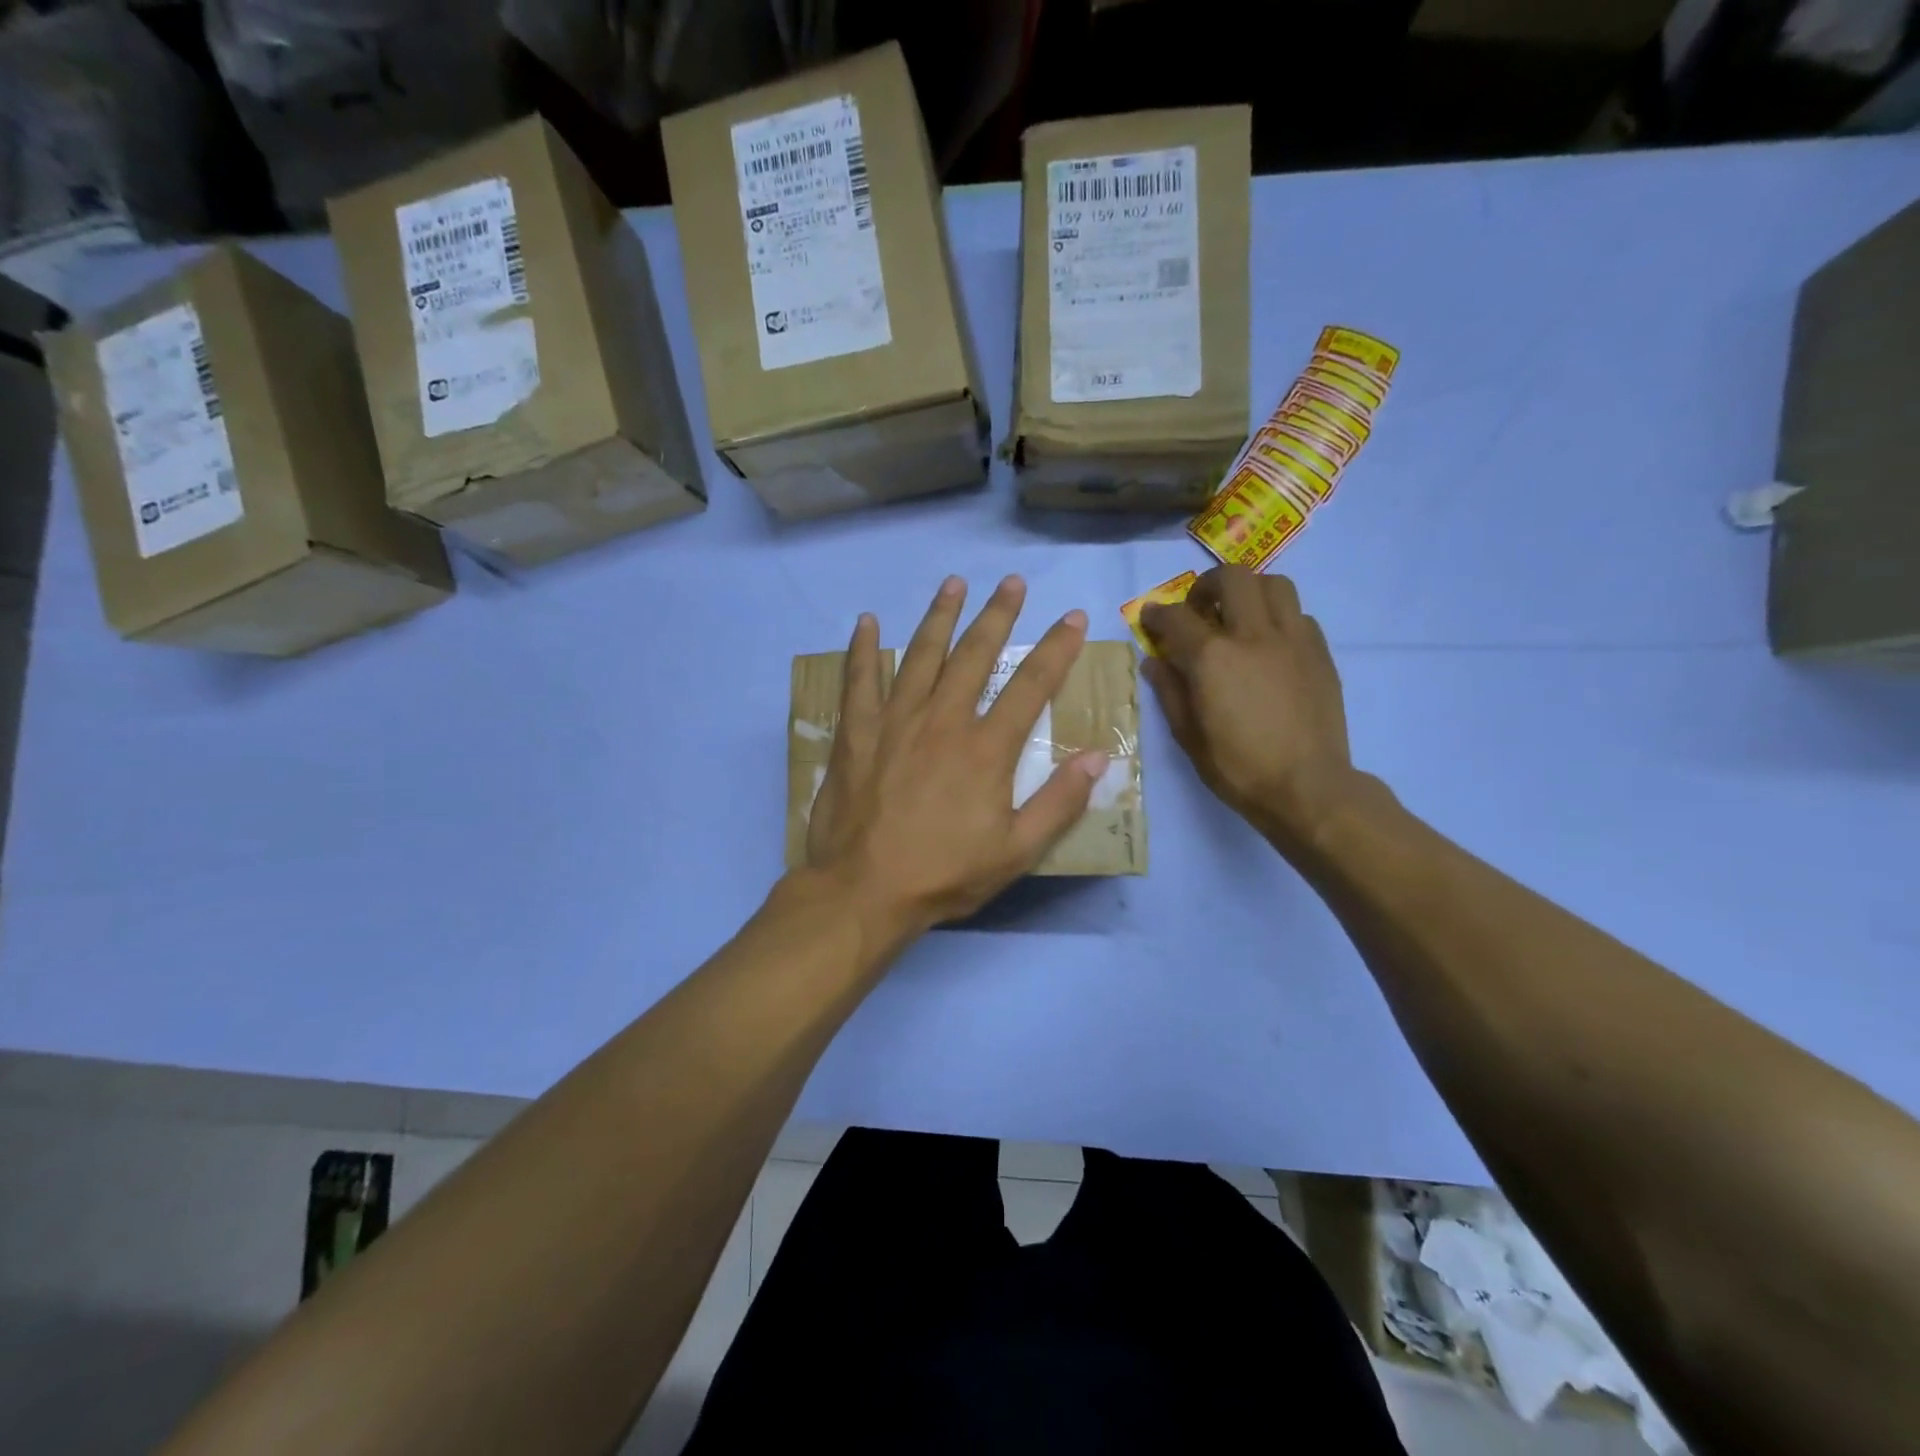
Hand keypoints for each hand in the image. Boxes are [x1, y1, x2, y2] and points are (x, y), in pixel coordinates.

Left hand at [806, 575, 1108, 939]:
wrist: (864, 891)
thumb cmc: (944, 874)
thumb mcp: (1016, 852)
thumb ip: (1059, 803)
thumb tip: (1099, 758)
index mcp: (986, 749)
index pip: (1030, 686)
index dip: (1056, 649)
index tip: (1072, 618)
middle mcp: (942, 721)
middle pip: (974, 655)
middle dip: (997, 615)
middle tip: (1012, 582)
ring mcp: (895, 722)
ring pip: (921, 655)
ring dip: (940, 616)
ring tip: (954, 583)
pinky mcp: (856, 733)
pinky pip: (859, 681)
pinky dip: (863, 650)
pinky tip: (867, 622)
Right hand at [1141, 566, 1361, 852]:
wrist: (1307, 787)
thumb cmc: (1238, 768)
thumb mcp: (1188, 736)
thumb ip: (1170, 691)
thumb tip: (1155, 662)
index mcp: (1212, 658)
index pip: (1176, 617)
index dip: (1157, 614)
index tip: (1151, 619)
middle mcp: (1253, 635)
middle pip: (1232, 578)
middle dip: (1207, 585)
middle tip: (1199, 609)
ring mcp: (1293, 639)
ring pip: (1274, 584)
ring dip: (1249, 592)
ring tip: (1239, 617)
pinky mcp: (1320, 652)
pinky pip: (1299, 615)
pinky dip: (1278, 618)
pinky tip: (1269, 645)